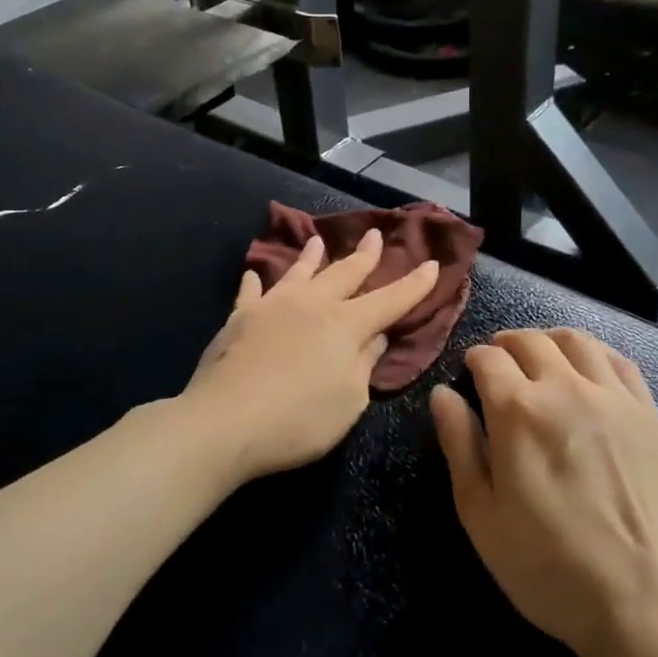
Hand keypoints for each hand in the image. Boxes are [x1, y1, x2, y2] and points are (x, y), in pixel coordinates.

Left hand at [184, 231, 439, 484]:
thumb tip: (376, 335)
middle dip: (364, 255)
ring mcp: (273, 306)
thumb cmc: (298, 420)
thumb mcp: (349, 401)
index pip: (390, 300)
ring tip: (318, 240)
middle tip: (375, 235)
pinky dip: (256, 281)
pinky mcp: (240, 318)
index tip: (432, 264)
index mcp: (346, 325)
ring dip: (312, 256)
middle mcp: (312, 304)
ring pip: (298, 272)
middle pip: (344, 273)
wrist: (225, 421)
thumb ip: (365, 364)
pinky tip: (254, 273)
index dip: (414, 284)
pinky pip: (251, 292)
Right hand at [431, 328, 657, 656]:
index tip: (469, 376)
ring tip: (539, 359)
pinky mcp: (649, 413)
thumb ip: (459, 446)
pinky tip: (587, 370)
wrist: (652, 606)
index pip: (487, 358)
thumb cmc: (551, 569)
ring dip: (547, 341)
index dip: (472, 360)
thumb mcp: (482, 516)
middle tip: (498, 365)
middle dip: (505, 344)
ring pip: (575, 341)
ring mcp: (613, 397)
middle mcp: (565, 388)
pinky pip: (618, 360)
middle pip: (529, 340)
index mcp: (517, 411)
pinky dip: (593, 352)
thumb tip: (442, 394)